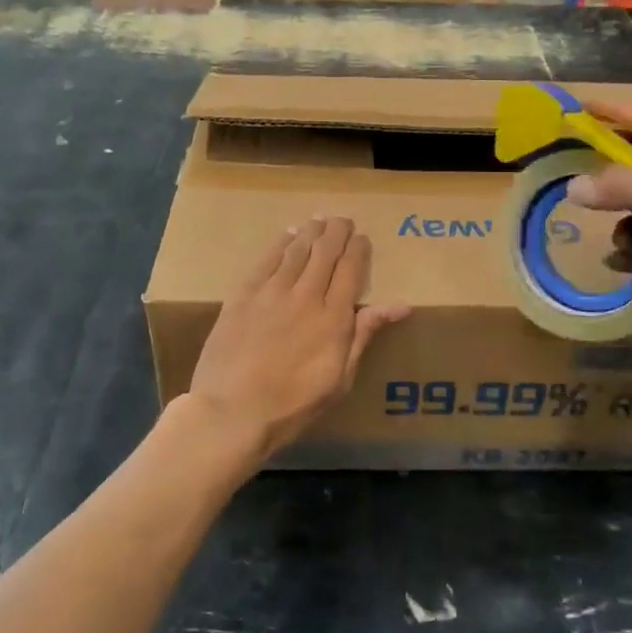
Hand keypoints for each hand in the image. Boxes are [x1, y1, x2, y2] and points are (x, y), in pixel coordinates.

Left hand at [186, 217, 409, 465]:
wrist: (230, 412)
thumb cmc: (292, 406)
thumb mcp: (339, 380)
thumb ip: (364, 335)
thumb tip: (400, 306)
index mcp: (334, 318)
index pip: (351, 270)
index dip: (358, 250)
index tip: (362, 239)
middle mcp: (306, 295)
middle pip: (326, 252)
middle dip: (337, 232)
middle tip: (343, 220)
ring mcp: (272, 292)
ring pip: (297, 250)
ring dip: (311, 232)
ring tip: (320, 220)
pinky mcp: (243, 294)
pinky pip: (266, 259)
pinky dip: (280, 243)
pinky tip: (288, 235)